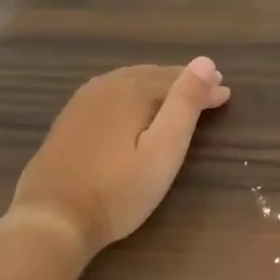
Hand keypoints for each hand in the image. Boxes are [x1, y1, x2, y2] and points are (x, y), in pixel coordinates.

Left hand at [11, 59, 232, 257]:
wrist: (52, 218)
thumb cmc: (118, 190)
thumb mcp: (163, 150)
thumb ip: (185, 103)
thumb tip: (205, 61)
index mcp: (131, 89)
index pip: (177, 80)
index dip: (205, 88)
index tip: (226, 96)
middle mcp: (105, 86)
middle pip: (152, 76)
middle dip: (182, 83)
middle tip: (208, 92)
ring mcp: (81, 102)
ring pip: (128, 82)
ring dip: (156, 86)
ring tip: (176, 97)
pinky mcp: (68, 121)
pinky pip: (109, 94)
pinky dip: (131, 96)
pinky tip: (133, 108)